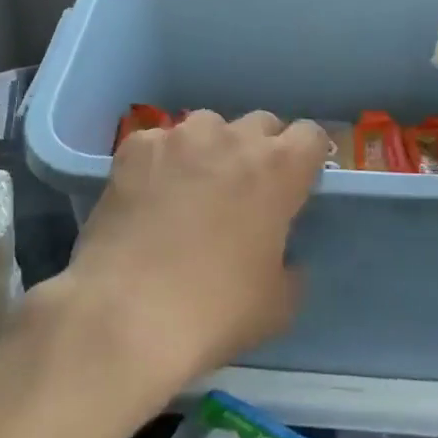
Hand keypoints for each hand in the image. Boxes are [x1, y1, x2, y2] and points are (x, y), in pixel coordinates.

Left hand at [50, 110, 326, 397]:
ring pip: (207, 126)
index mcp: (278, 170)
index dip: (305, 158)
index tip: (294, 184)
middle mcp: (231, 139)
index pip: (310, 135)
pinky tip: (147, 197)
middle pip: (259, 123)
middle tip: (243, 191)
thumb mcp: (277, 305)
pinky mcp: (135, 146)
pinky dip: (160, 162)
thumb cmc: (215, 312)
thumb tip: (282, 258)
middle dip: (258, 150)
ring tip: (190, 190)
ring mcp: (179, 137)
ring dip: (209, 150)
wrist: (127, 314)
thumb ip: (290, 267)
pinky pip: (159, 142)